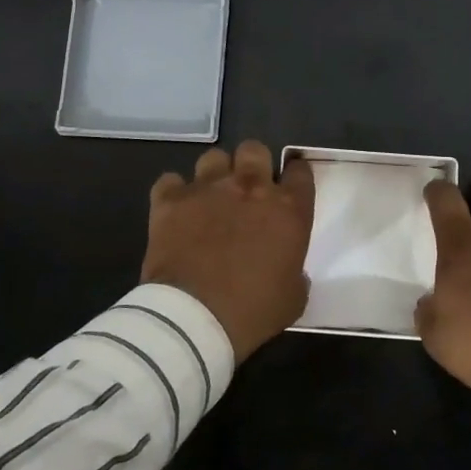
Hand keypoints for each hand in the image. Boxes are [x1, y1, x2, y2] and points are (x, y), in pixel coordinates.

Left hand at [143, 140, 315, 362]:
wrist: (195, 318)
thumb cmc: (253, 312)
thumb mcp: (293, 298)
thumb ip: (296, 274)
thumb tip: (291, 272)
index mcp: (288, 210)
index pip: (300, 172)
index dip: (295, 178)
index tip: (289, 189)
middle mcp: (250, 188)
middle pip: (254, 150)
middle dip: (253, 164)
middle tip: (248, 190)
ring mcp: (207, 189)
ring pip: (213, 157)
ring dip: (215, 175)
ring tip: (210, 199)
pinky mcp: (170, 200)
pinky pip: (170, 181)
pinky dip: (174, 193)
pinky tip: (176, 211)